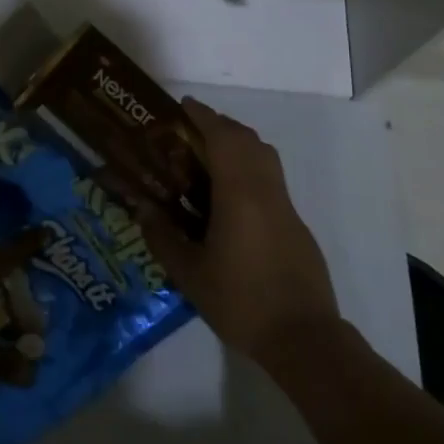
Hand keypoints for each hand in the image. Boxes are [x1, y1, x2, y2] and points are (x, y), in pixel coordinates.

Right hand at [133, 98, 340, 363]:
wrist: (303, 337)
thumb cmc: (241, 301)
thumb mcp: (190, 273)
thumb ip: (163, 236)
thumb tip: (141, 208)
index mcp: (240, 192)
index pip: (223, 137)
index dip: (203, 117)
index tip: (183, 106)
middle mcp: (265, 189)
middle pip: (247, 140)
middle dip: (220, 126)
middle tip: (191, 131)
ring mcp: (285, 206)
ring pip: (264, 156)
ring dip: (238, 144)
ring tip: (208, 157)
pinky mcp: (295, 224)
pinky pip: (270, 178)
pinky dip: (250, 168)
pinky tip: (230, 196)